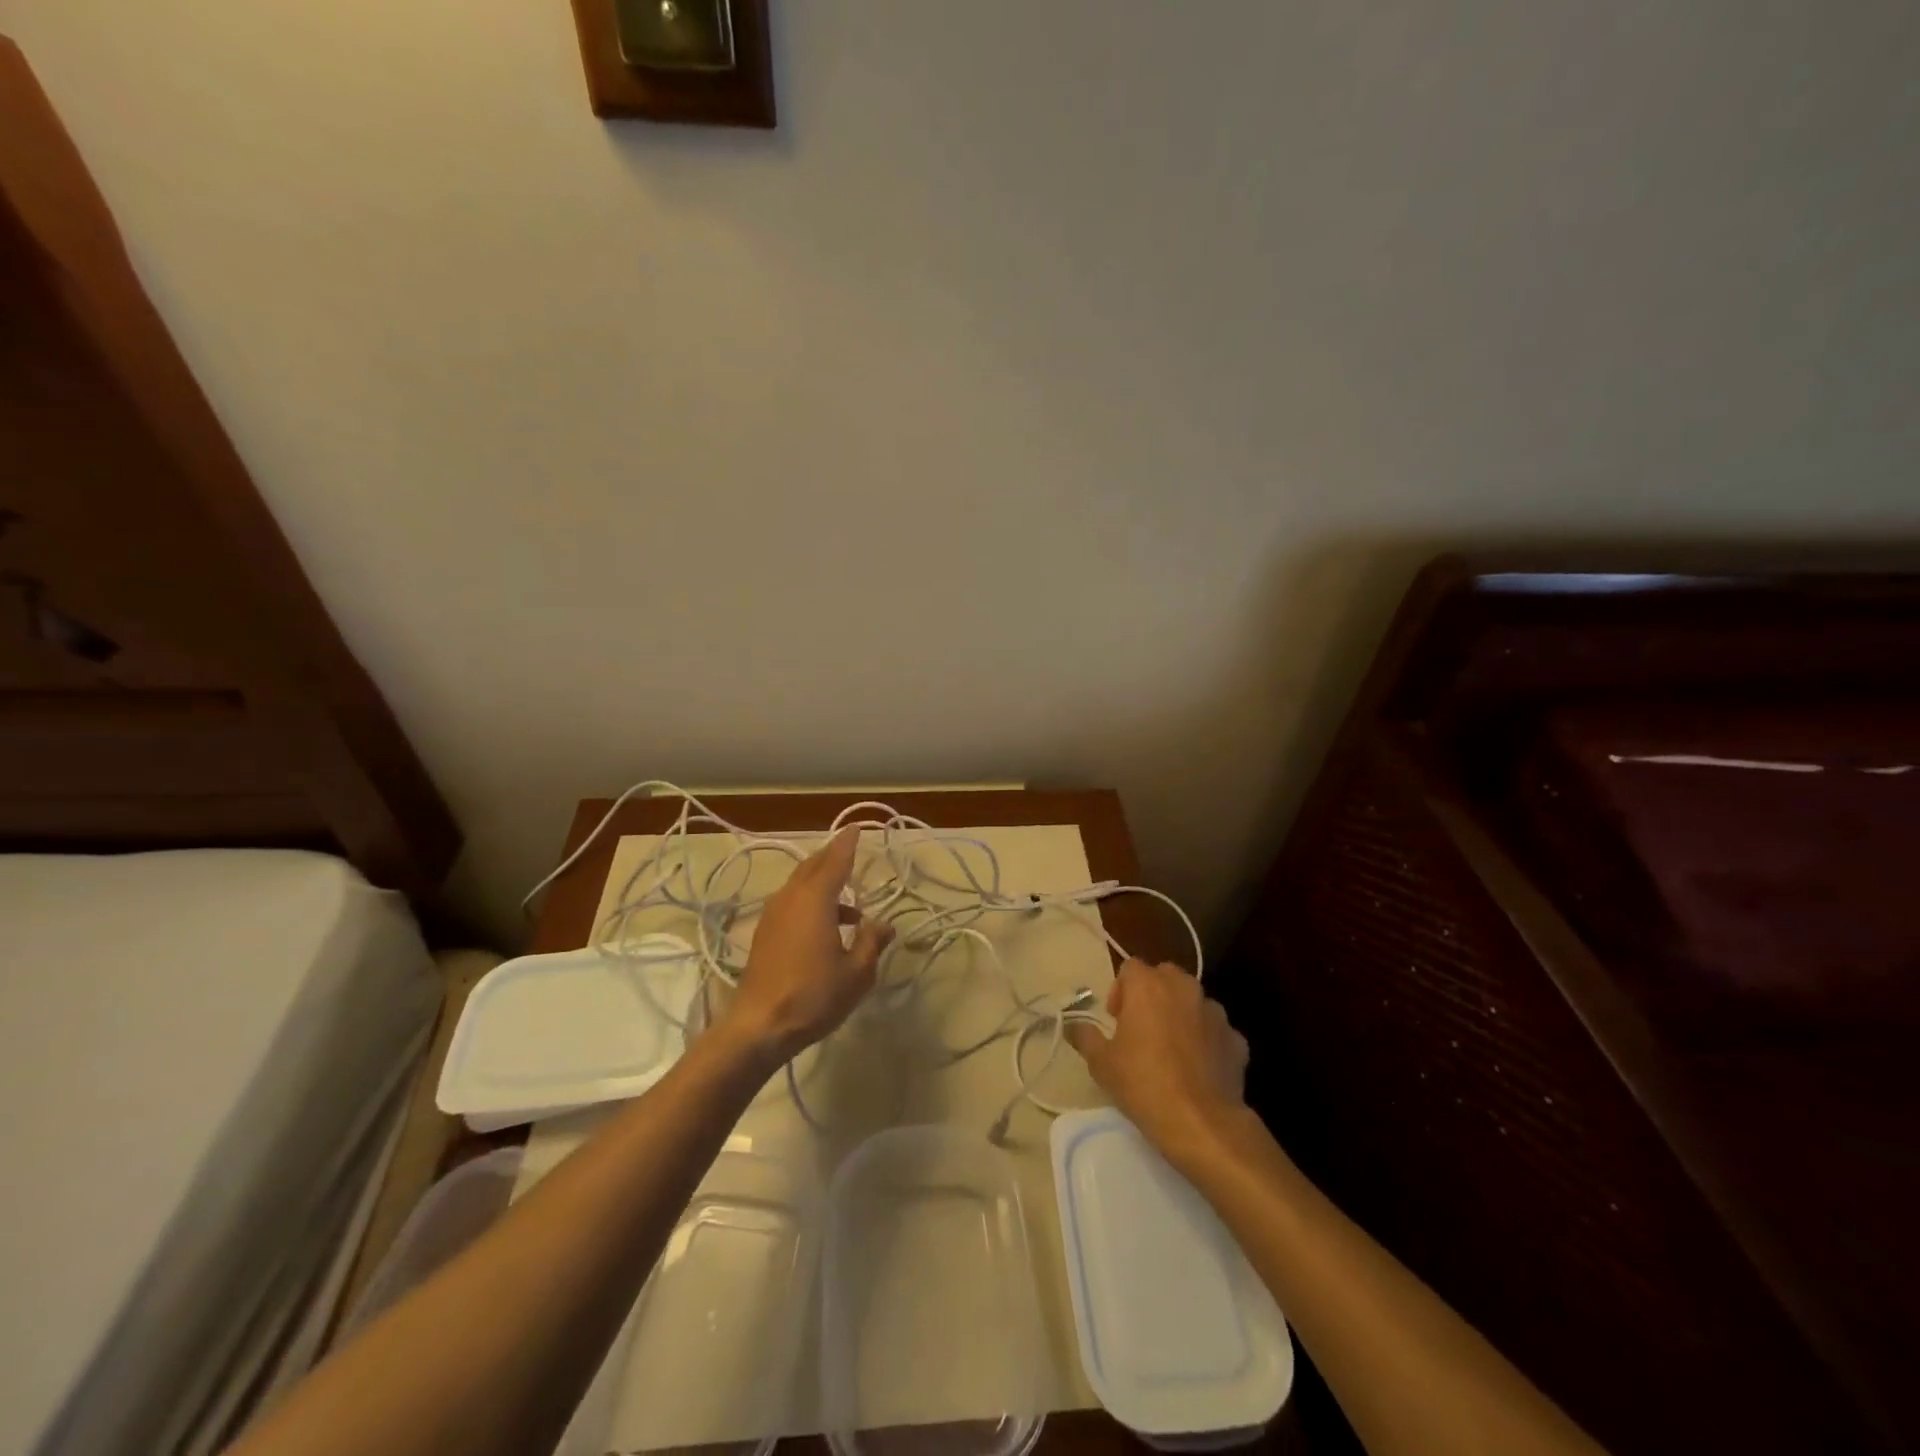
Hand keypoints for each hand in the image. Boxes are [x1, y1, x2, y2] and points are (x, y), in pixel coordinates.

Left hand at [722, 828, 894, 1063]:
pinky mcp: (764, 933)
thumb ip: (871, 943)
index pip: (835, 860)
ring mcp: (773, 915)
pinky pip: (791, 902)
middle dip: (832, 856)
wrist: (759, 1026)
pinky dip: (810, 900)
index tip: (856, 827)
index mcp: (815, 899)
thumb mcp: (857, 973)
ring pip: (800, 884)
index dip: (847, 843)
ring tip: (849, 903)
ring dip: (822, 882)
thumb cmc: (813, 996)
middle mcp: (791, 898)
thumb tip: (883, 924)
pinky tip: (826, 926)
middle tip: (850, 851)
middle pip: (813, 866)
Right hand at [1066, 959, 1250, 1168]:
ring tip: (1172, 1050)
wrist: (1202, 1123)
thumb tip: (1074, 1025)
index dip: (1120, 990)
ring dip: (1181, 1015)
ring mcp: (1215, 1012)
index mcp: (1148, 985)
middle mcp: (1184, 988)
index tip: (1116, 1020)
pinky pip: (1215, 1030)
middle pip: (1164, 976)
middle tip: (1141, 1029)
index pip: (1130, 968)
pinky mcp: (1236, 1039)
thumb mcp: (1101, 1063)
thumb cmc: (1143, 1084)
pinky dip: (1207, 1040)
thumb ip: (1085, 1036)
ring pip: (1193, 1001)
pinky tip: (1199, 1069)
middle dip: (1152, 995)